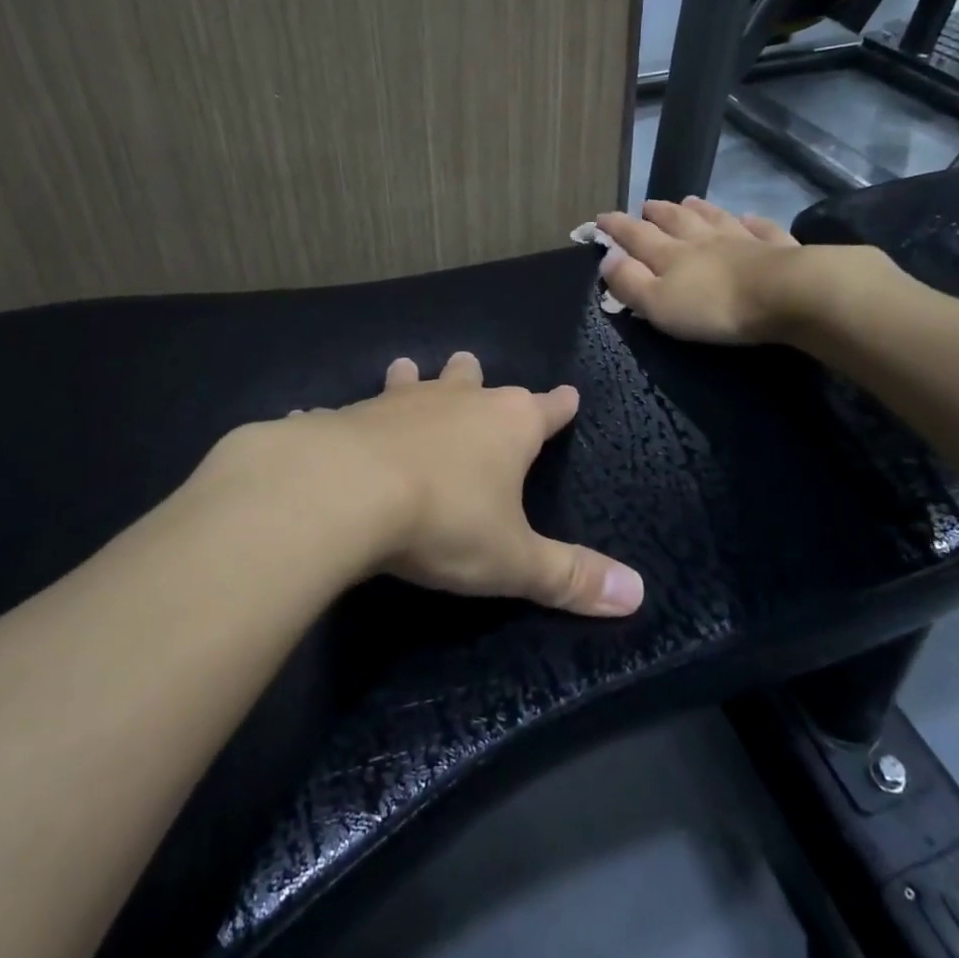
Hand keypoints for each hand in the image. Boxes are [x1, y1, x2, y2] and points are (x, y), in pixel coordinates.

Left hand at [207, 353, 644, 617]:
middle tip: (472, 364)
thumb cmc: (445, 521)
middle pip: (474, 380)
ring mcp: (398, 403)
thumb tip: (638, 593)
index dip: (560, 406)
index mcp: (507, 425)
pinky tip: (321, 420)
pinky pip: (347, 413)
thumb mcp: (513, 560)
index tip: (569, 394)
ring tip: (410, 368)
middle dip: (477, 377)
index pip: (546, 410)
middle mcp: (456, 402)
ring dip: (415, 378)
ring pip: (413, 380)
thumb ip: (570, 576)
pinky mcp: (347, 416)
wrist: (346, 492)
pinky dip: (343, 419)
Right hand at [595, 197, 804, 343]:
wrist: (786, 294)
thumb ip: (630, 281)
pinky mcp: (777, 248)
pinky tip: (750, 218)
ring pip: (715, 218)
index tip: (600, 218)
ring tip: (689, 201)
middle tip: (646, 205)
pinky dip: (752, 222)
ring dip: (699, 210)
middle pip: (675, 221)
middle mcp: (703, 240)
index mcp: (671, 255)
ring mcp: (742, 240)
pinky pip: (761, 229)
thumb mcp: (659, 303)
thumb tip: (607, 256)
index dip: (616, 227)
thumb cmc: (714, 306)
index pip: (636, 236)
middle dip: (657, 213)